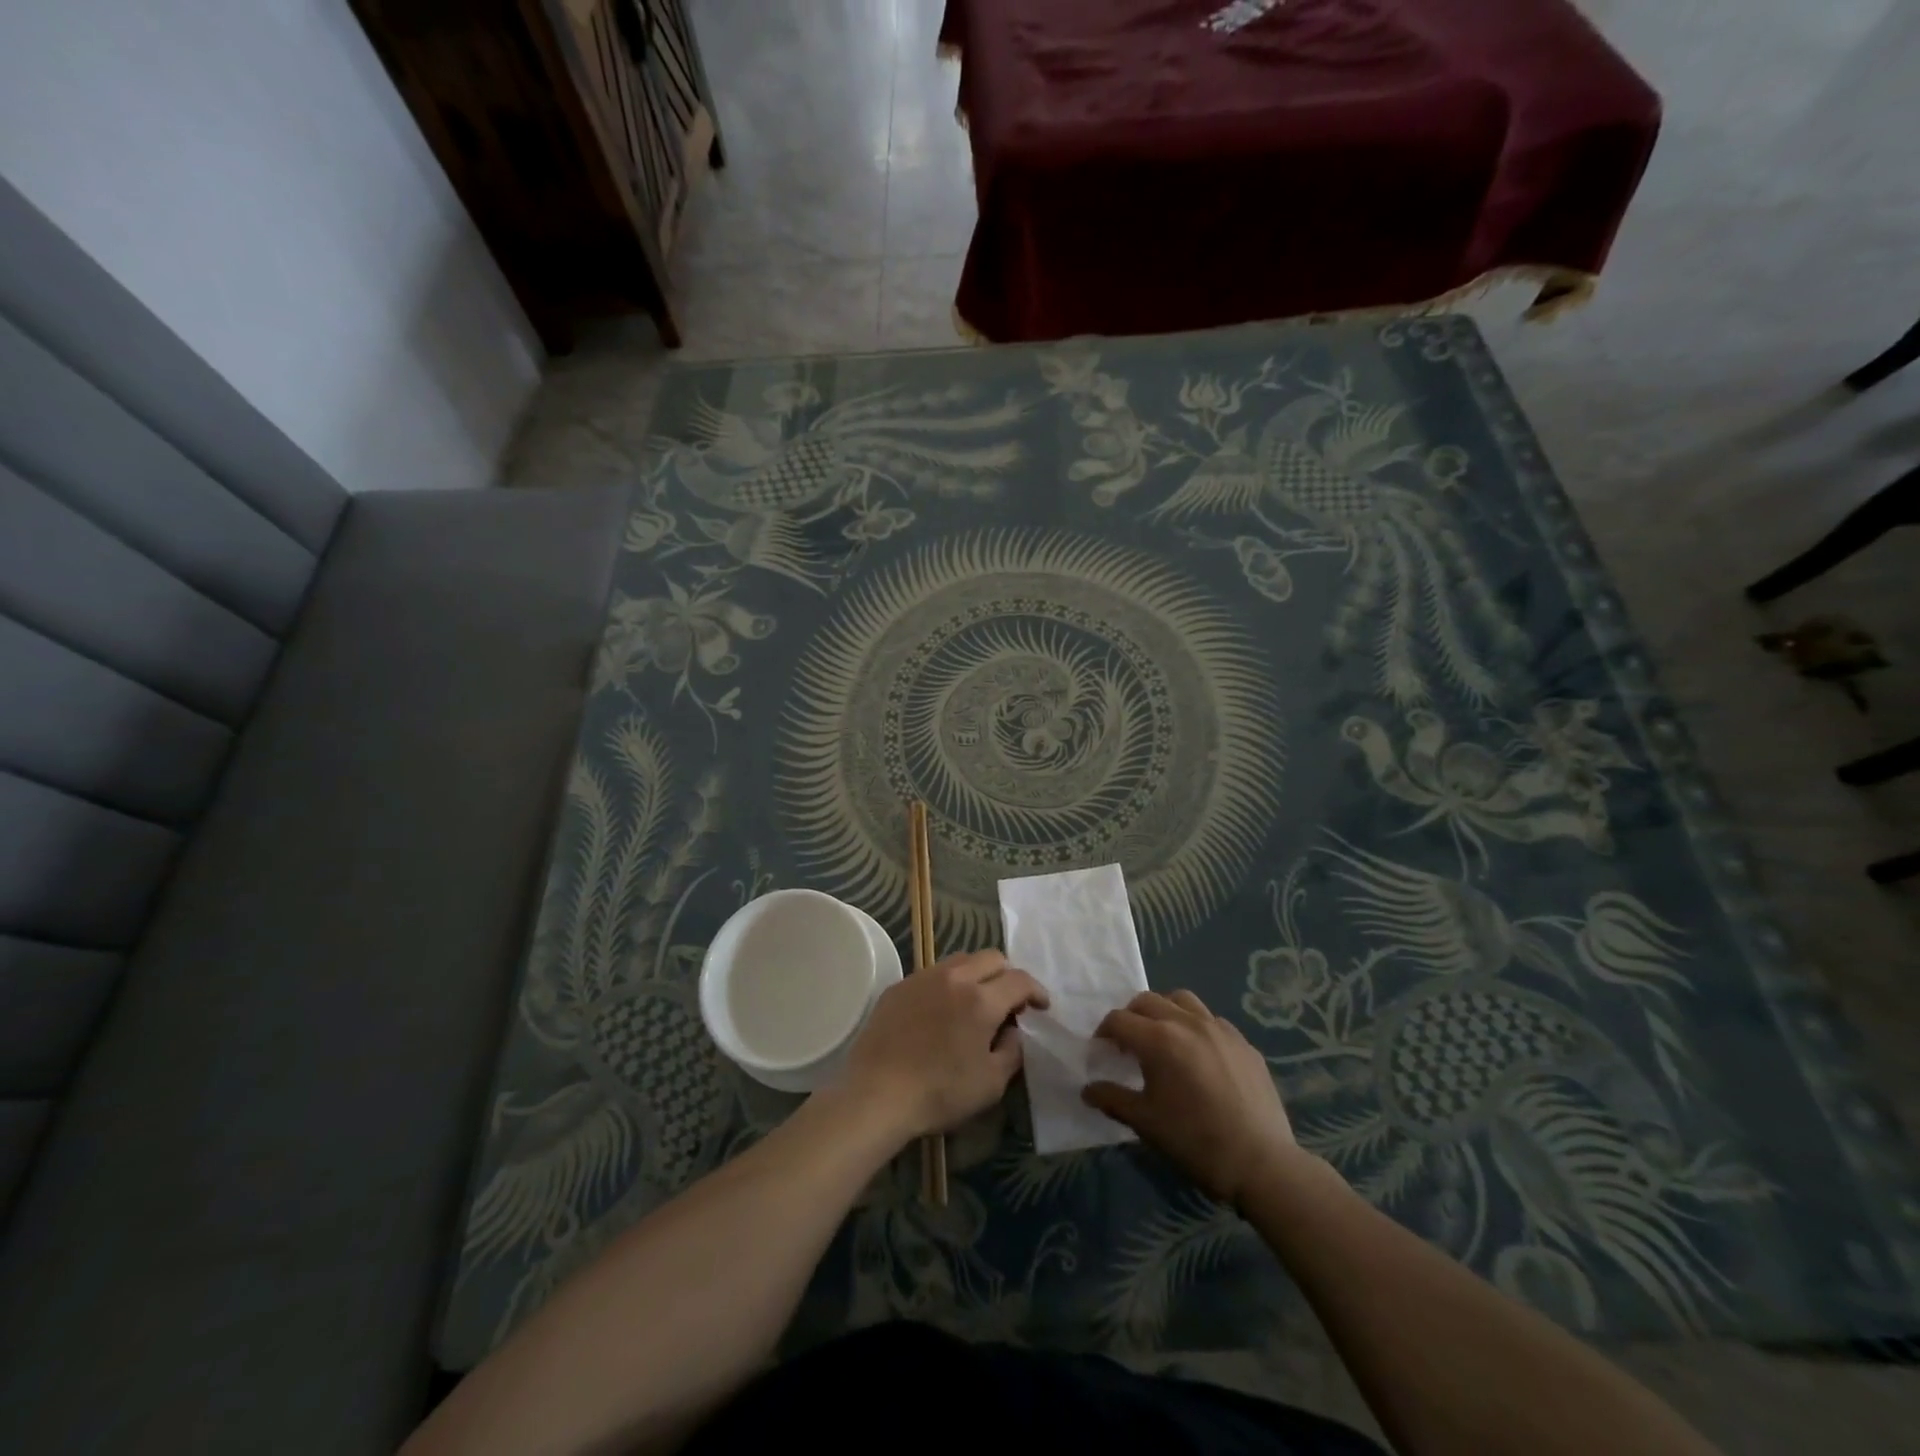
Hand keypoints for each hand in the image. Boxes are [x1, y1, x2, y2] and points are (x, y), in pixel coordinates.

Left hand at [836, 950, 1048, 1140]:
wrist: (876, 1093)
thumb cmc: (939, 1093)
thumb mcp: (991, 1084)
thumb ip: (1012, 1051)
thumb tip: (1013, 1030)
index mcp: (982, 1000)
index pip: (1020, 979)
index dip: (1036, 991)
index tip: (1040, 1007)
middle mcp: (955, 978)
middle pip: (992, 958)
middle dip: (1008, 975)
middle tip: (1010, 1002)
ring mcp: (923, 978)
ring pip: (961, 960)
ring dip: (977, 975)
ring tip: (976, 1002)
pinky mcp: (899, 986)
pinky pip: (933, 973)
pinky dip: (948, 984)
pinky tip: (942, 1011)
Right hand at [1083, 989, 1298, 1205]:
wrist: (1262, 1163)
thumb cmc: (1195, 1142)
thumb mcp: (1145, 1123)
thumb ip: (1112, 1099)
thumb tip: (1087, 1090)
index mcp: (1159, 1039)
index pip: (1119, 1020)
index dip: (1103, 1034)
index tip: (1101, 1053)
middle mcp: (1188, 1022)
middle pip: (1147, 1000)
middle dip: (1130, 1017)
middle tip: (1127, 1044)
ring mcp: (1220, 1029)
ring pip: (1182, 1000)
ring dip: (1164, 1011)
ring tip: (1163, 1038)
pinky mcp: (1244, 1043)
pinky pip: (1212, 1020)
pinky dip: (1196, 1027)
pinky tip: (1199, 1056)